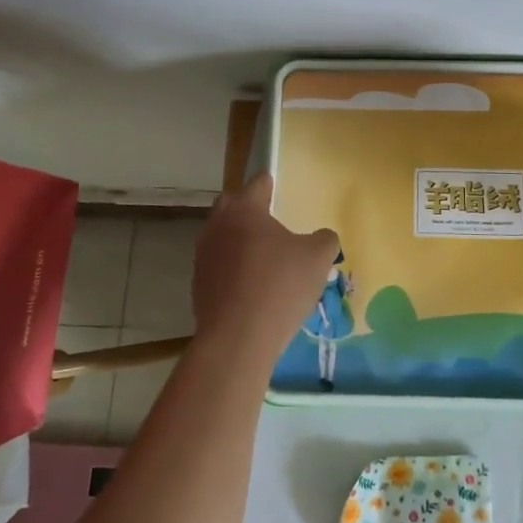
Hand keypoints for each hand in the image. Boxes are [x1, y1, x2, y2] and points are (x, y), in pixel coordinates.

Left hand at [193, 174, 340, 353]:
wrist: (237, 338)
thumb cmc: (280, 286)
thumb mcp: (318, 258)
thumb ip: (324, 239)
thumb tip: (322, 237)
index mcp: (245, 210)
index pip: (257, 183)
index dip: (270, 184)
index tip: (277, 187)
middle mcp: (218, 225)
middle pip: (232, 206)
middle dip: (248, 209)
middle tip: (269, 221)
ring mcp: (203, 256)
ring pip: (222, 236)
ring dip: (238, 240)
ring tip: (262, 256)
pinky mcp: (198, 284)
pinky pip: (218, 265)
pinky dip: (232, 268)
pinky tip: (251, 285)